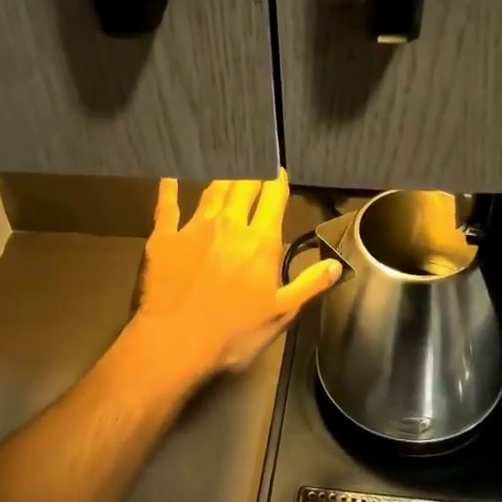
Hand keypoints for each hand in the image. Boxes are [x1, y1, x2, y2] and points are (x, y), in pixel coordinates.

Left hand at [128, 172, 341, 388]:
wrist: (175, 343)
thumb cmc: (233, 333)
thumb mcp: (280, 313)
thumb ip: (309, 284)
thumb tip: (337, 263)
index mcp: (260, 241)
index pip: (273, 198)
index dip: (278, 180)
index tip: (279, 170)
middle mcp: (230, 225)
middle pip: (244, 185)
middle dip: (253, 170)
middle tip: (256, 158)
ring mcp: (195, 227)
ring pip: (213, 190)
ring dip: (224, 174)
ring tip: (229, 162)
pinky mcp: (165, 237)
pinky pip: (168, 204)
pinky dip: (170, 187)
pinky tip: (170, 174)